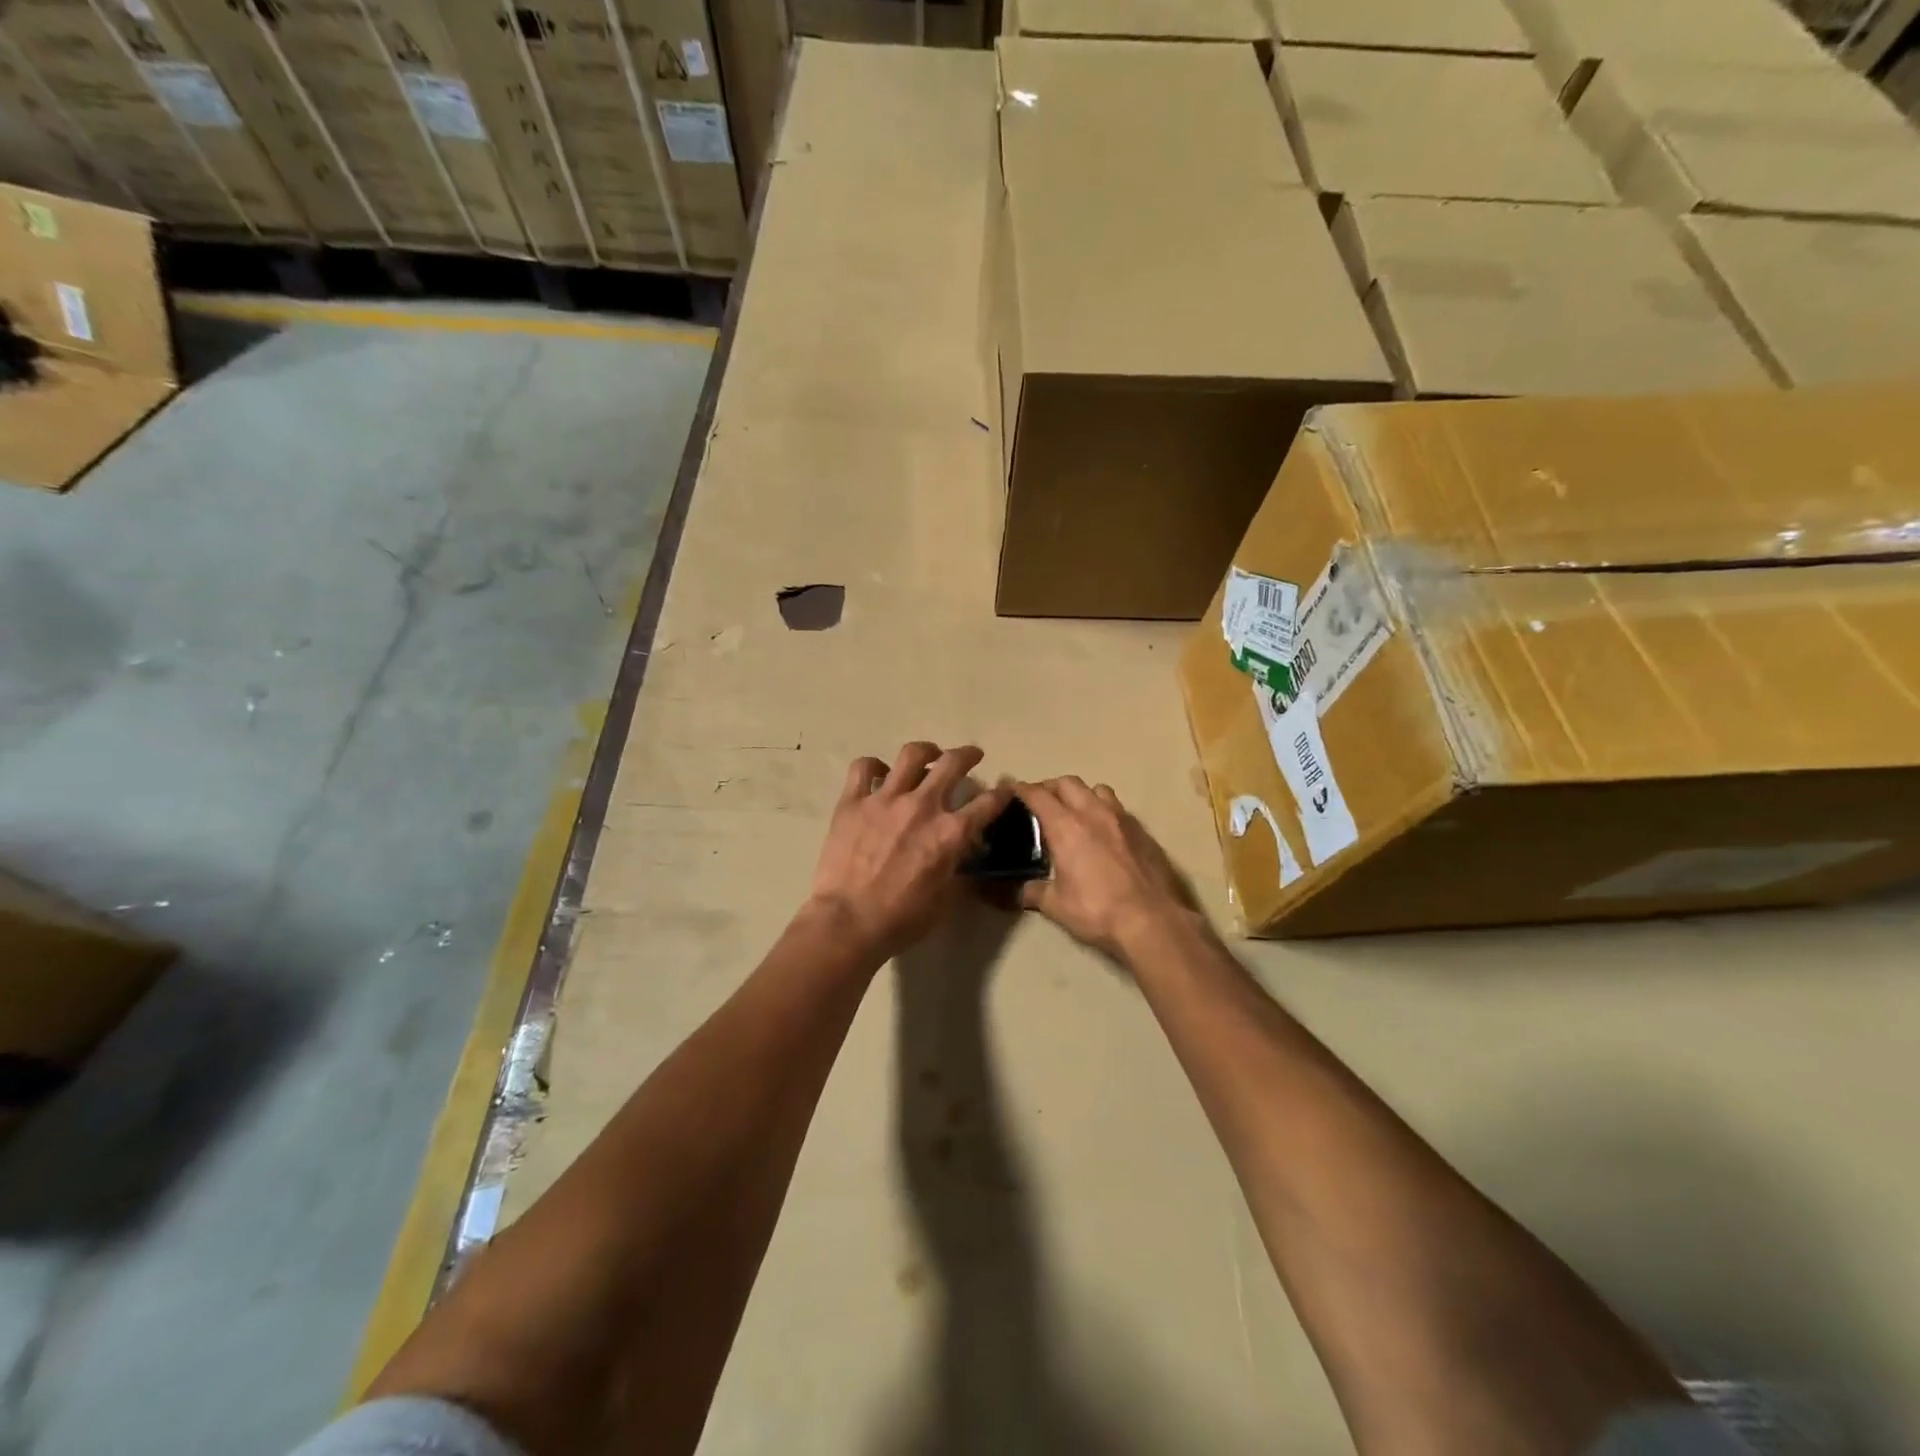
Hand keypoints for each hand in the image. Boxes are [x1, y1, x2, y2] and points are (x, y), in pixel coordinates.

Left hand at [808, 743, 1012, 960]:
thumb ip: (957, 868)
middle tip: (971, 756)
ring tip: (928, 754)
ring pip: (911, 755)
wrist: (847, 922)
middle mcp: (922, 806)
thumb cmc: (901, 919)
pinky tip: (879, 773)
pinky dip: (874, 766)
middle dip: (967, 755)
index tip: (1005, 789)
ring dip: (926, 751)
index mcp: (950, 833)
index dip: (1002, 794)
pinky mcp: (853, 801)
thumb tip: (964, 853)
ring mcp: (885, 799)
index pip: (987, 804)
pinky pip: (863, 768)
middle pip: (952, 763)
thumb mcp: (944, 899)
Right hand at [1018, 777, 1196, 959]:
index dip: (1021, 789)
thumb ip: (1034, 893)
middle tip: (1041, 802)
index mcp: (1066, 827)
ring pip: (1096, 789)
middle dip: (1050, 787)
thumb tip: (1018, 892)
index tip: (1011, 789)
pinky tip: (1103, 831)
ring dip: (1081, 794)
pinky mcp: (1141, 830)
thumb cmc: (1097, 910)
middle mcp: (1092, 813)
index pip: (1038, 795)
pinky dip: (1104, 810)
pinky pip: (1118, 807)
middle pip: (1067, 783)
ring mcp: (1121, 818)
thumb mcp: (1056, 906)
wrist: (1151, 921)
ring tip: (1075, 811)